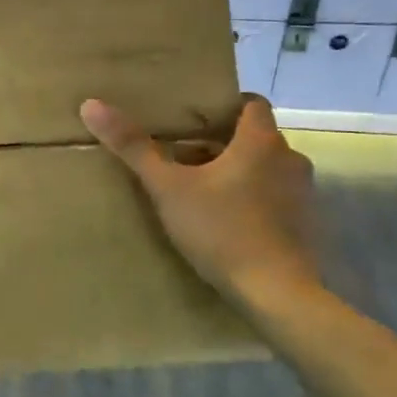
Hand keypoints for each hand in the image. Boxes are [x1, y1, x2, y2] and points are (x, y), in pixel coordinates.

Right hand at [81, 93, 318, 306]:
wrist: (276, 293)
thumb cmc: (221, 230)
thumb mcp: (167, 188)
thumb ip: (133, 147)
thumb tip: (91, 105)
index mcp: (261, 141)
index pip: (252, 103)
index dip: (224, 107)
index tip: (194, 120)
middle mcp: (290, 159)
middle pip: (255, 137)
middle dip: (223, 143)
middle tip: (184, 156)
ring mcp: (303, 193)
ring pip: (266, 169)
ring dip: (240, 173)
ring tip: (202, 190)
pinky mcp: (306, 224)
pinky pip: (276, 198)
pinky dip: (254, 200)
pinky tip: (227, 222)